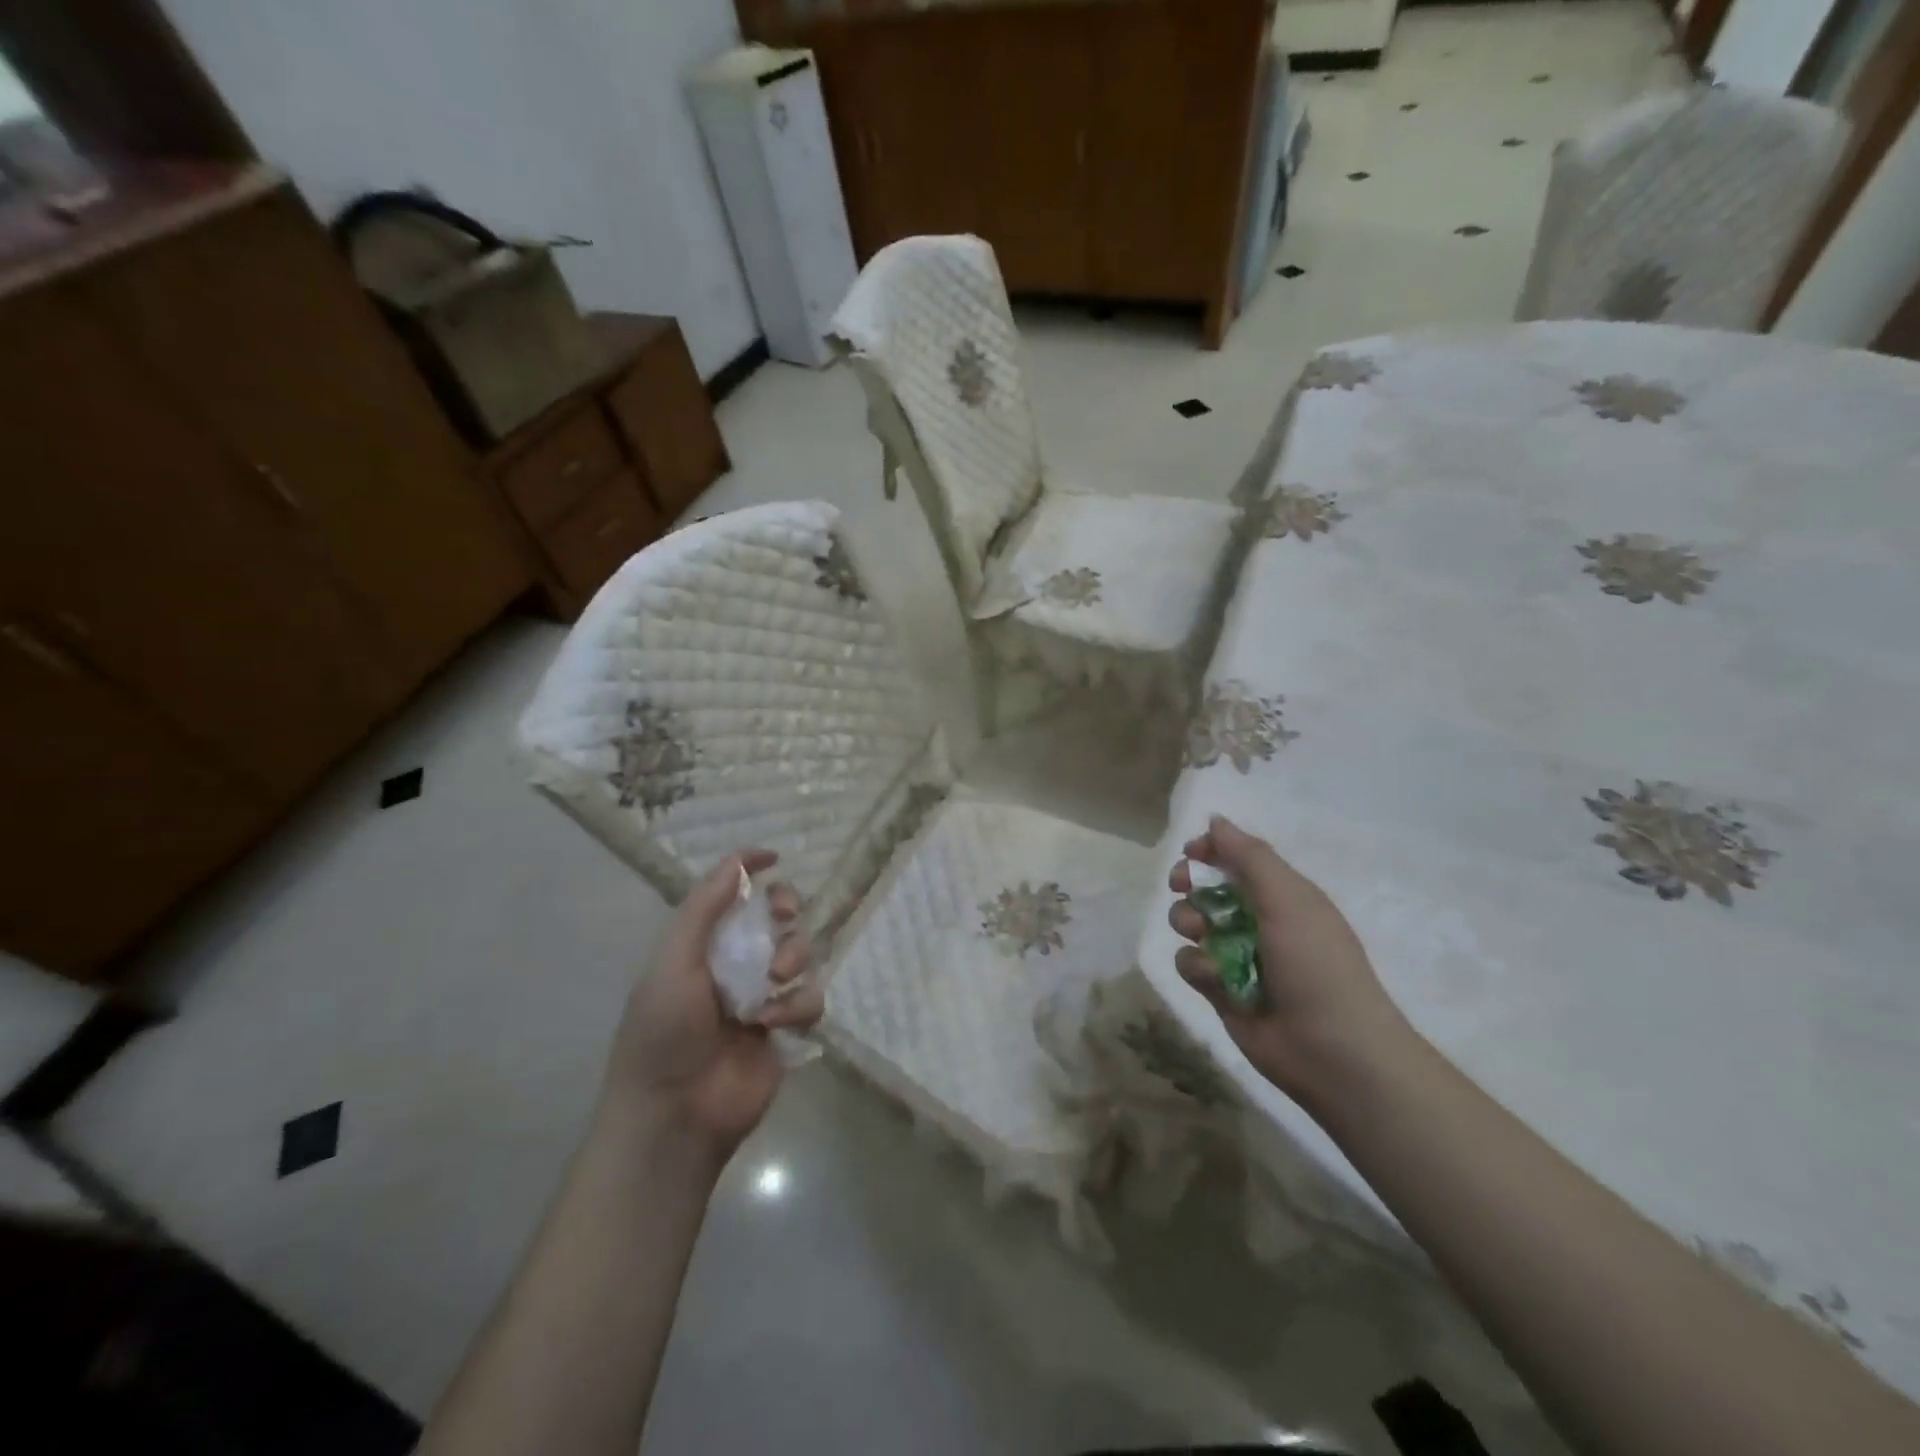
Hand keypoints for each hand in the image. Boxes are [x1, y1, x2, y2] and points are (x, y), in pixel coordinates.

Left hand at [602, 850, 821, 1158]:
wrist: (675, 1115)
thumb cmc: (664, 1033)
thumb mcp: (673, 963)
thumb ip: (704, 910)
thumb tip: (737, 863)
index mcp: (702, 945)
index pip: (731, 895)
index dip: (750, 871)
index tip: (774, 857)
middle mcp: (736, 964)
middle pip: (777, 917)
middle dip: (786, 908)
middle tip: (784, 916)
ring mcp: (763, 995)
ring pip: (801, 953)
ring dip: (794, 957)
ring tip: (775, 981)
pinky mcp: (786, 1027)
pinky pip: (810, 997)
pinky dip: (797, 1005)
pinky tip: (773, 1024)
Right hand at [1168, 815, 1410, 1103]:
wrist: (1332, 1051)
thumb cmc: (1316, 965)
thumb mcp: (1288, 899)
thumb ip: (1249, 857)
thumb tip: (1215, 820)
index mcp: (1280, 894)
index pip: (1236, 859)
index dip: (1210, 851)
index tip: (1191, 853)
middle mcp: (1255, 920)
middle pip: (1205, 887)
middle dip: (1189, 884)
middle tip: (1182, 886)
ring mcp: (1235, 955)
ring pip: (1190, 923)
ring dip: (1190, 923)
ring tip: (1203, 936)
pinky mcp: (1218, 989)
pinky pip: (1189, 962)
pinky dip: (1199, 967)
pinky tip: (1217, 980)